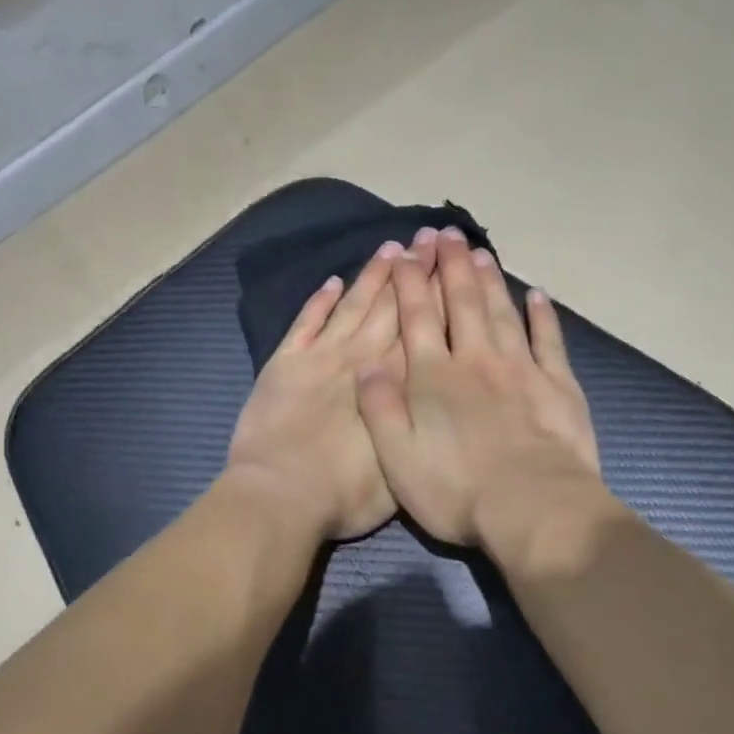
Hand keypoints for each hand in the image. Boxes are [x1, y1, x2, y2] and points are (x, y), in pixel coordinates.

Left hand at [226, 240, 414, 540]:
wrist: (281, 495)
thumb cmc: (347, 494)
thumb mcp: (403, 466)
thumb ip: (418, 421)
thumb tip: (433, 392)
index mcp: (393, 383)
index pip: (422, 329)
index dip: (439, 295)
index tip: (451, 264)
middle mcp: (360, 359)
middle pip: (392, 307)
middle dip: (413, 272)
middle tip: (430, 238)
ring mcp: (320, 357)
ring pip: (352, 306)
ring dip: (372, 277)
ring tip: (391, 247)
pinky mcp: (284, 364)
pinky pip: (305, 323)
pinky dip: (318, 301)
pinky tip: (332, 281)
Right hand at [355, 228, 603, 554]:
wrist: (533, 508)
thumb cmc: (457, 489)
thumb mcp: (397, 457)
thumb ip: (379, 408)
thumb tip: (366, 364)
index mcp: (434, 377)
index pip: (417, 317)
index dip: (410, 282)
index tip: (405, 252)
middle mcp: (476, 360)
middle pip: (462, 302)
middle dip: (451, 266)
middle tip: (446, 234)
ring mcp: (521, 369)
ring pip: (501, 312)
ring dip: (490, 280)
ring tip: (481, 251)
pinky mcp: (558, 385)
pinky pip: (548, 340)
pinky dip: (542, 316)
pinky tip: (537, 296)